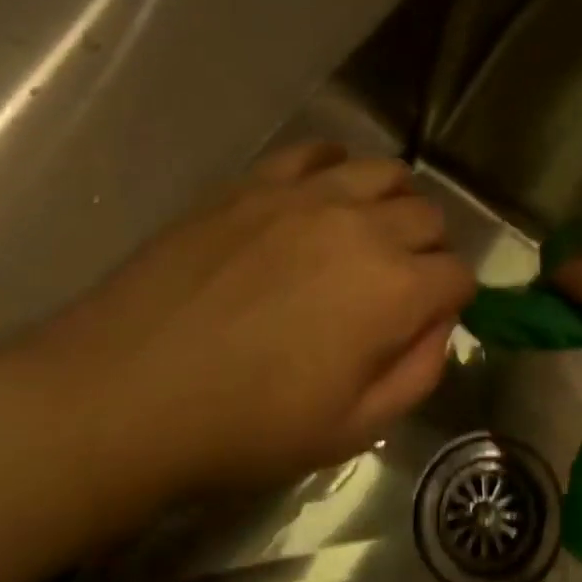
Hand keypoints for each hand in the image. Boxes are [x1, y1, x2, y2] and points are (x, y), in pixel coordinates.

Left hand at [6, 142, 474, 535]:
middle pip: (429, 216)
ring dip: (393, 201)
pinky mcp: (255, 183)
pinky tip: (323, 195)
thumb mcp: (352, 430)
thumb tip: (438, 326)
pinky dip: (336, 167)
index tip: (427, 319)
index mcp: (395, 290)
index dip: (452, 300)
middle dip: (429, 250)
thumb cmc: (244, 426)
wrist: (123, 394)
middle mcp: (362, 227)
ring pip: (384, 171)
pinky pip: (317, 151)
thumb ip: (418, 373)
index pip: (458, 275)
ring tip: (368, 232)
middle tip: (397, 283)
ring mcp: (306, 196)